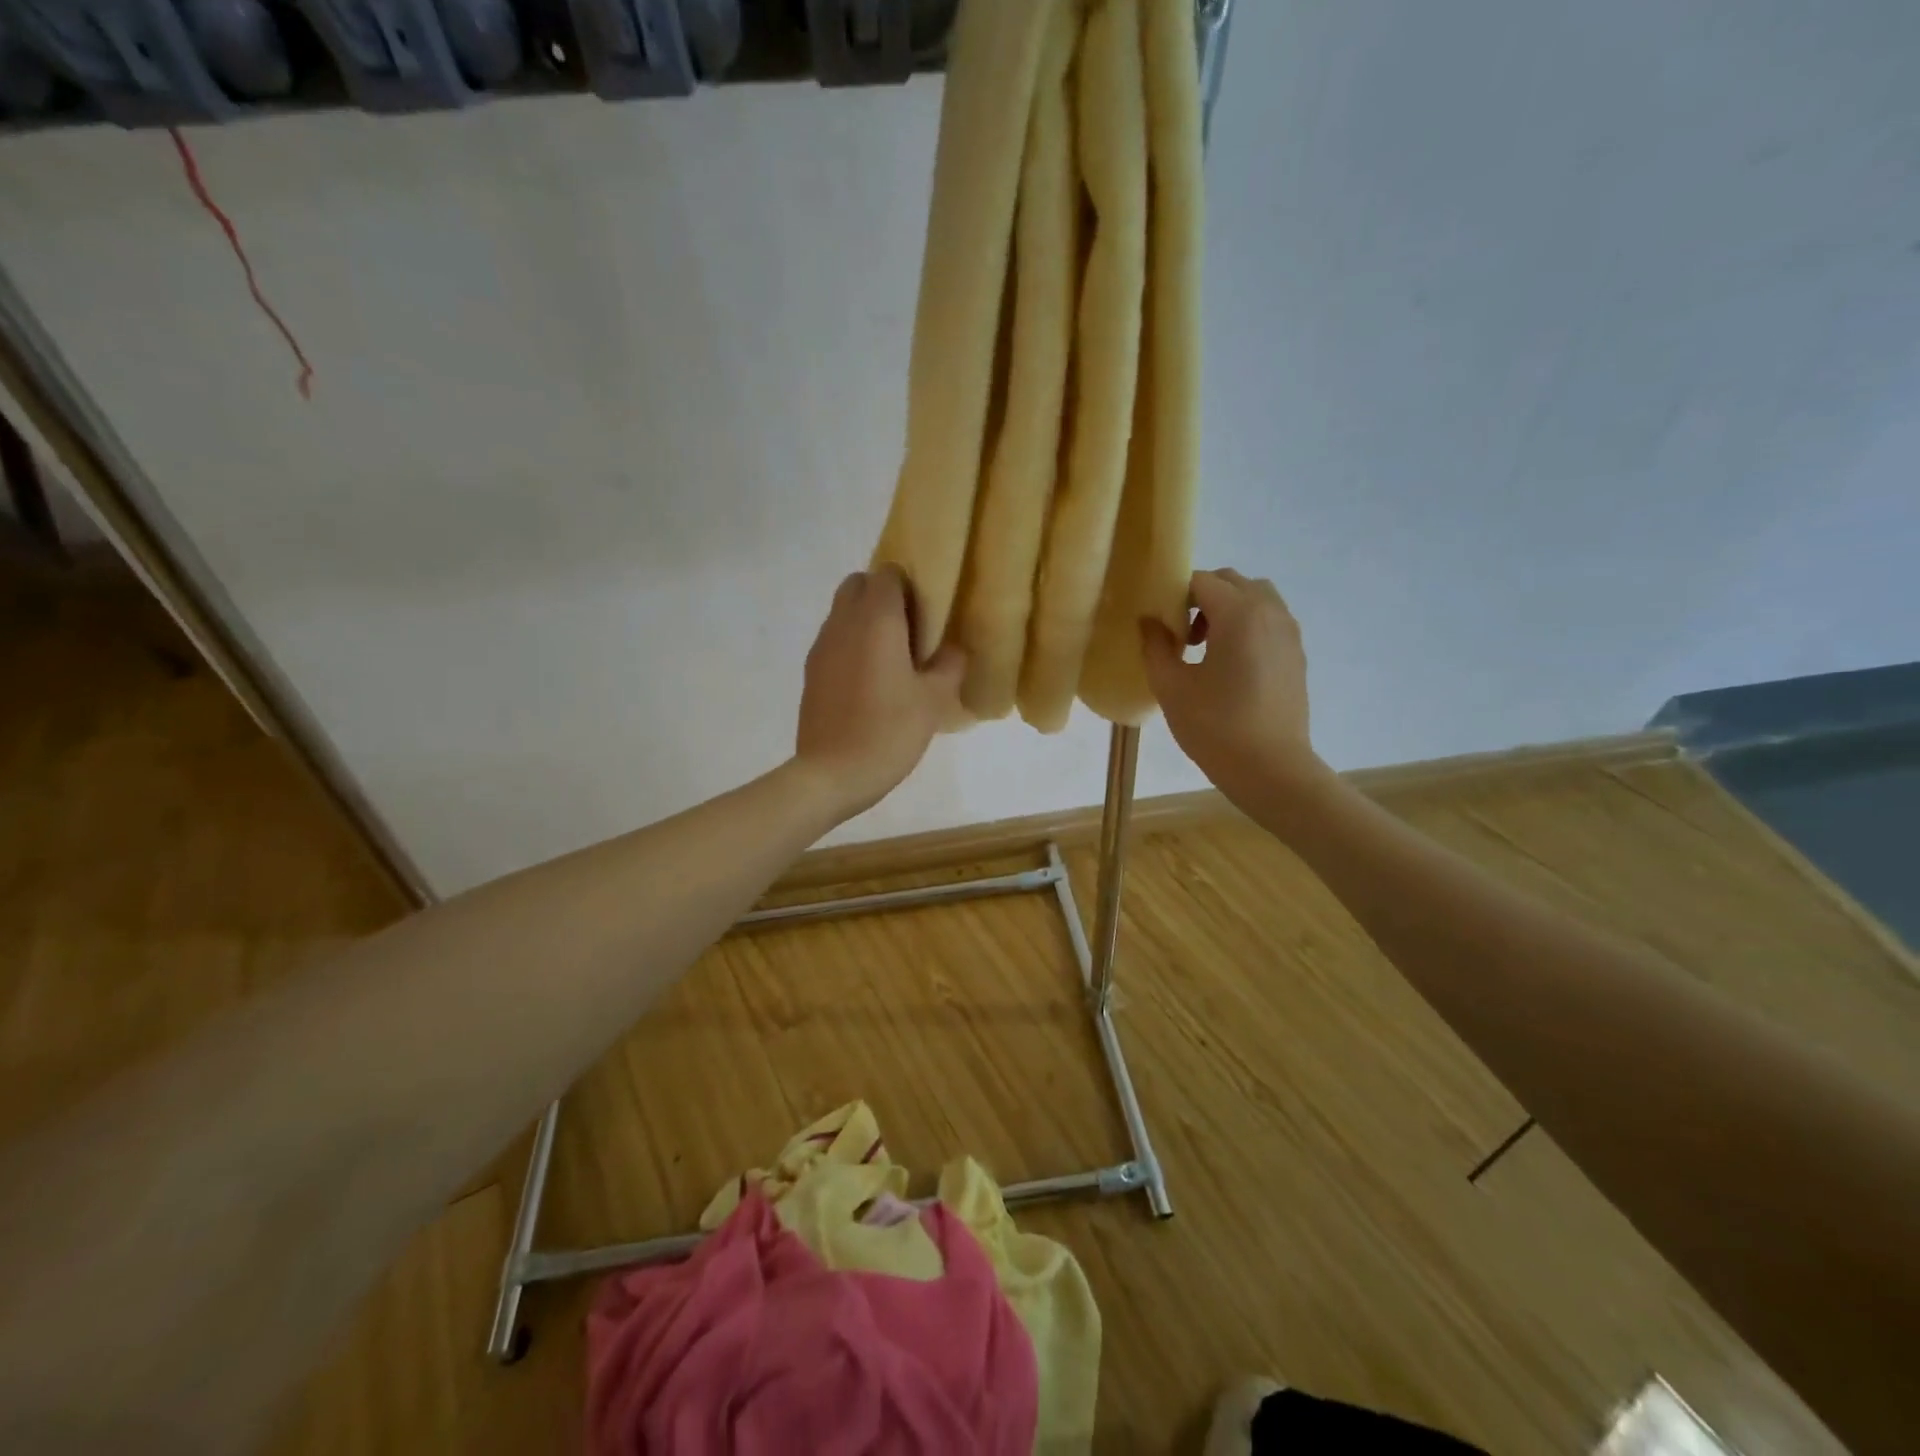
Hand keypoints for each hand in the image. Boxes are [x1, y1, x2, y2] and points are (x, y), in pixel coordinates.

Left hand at [795, 567, 965, 820]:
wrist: (832, 773)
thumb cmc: (889, 730)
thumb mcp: (934, 700)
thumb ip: (950, 665)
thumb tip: (953, 649)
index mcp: (876, 619)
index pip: (888, 574)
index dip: (909, 586)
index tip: (927, 615)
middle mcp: (843, 622)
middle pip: (859, 584)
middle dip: (883, 597)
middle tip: (909, 631)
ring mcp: (822, 646)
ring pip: (843, 612)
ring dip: (865, 621)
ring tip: (891, 658)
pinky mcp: (811, 671)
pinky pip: (833, 640)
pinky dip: (851, 645)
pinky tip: (869, 681)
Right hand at [1141, 569, 1328, 807]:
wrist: (1272, 769)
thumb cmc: (1216, 727)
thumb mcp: (1171, 687)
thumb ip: (1155, 646)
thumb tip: (1149, 621)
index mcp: (1239, 614)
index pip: (1200, 581)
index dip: (1173, 596)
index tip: (1159, 625)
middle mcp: (1270, 612)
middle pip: (1231, 582)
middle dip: (1200, 598)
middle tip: (1180, 636)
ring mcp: (1289, 632)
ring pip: (1255, 598)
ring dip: (1226, 609)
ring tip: (1205, 648)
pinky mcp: (1296, 654)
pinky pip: (1269, 621)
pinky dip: (1246, 626)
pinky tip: (1229, 666)